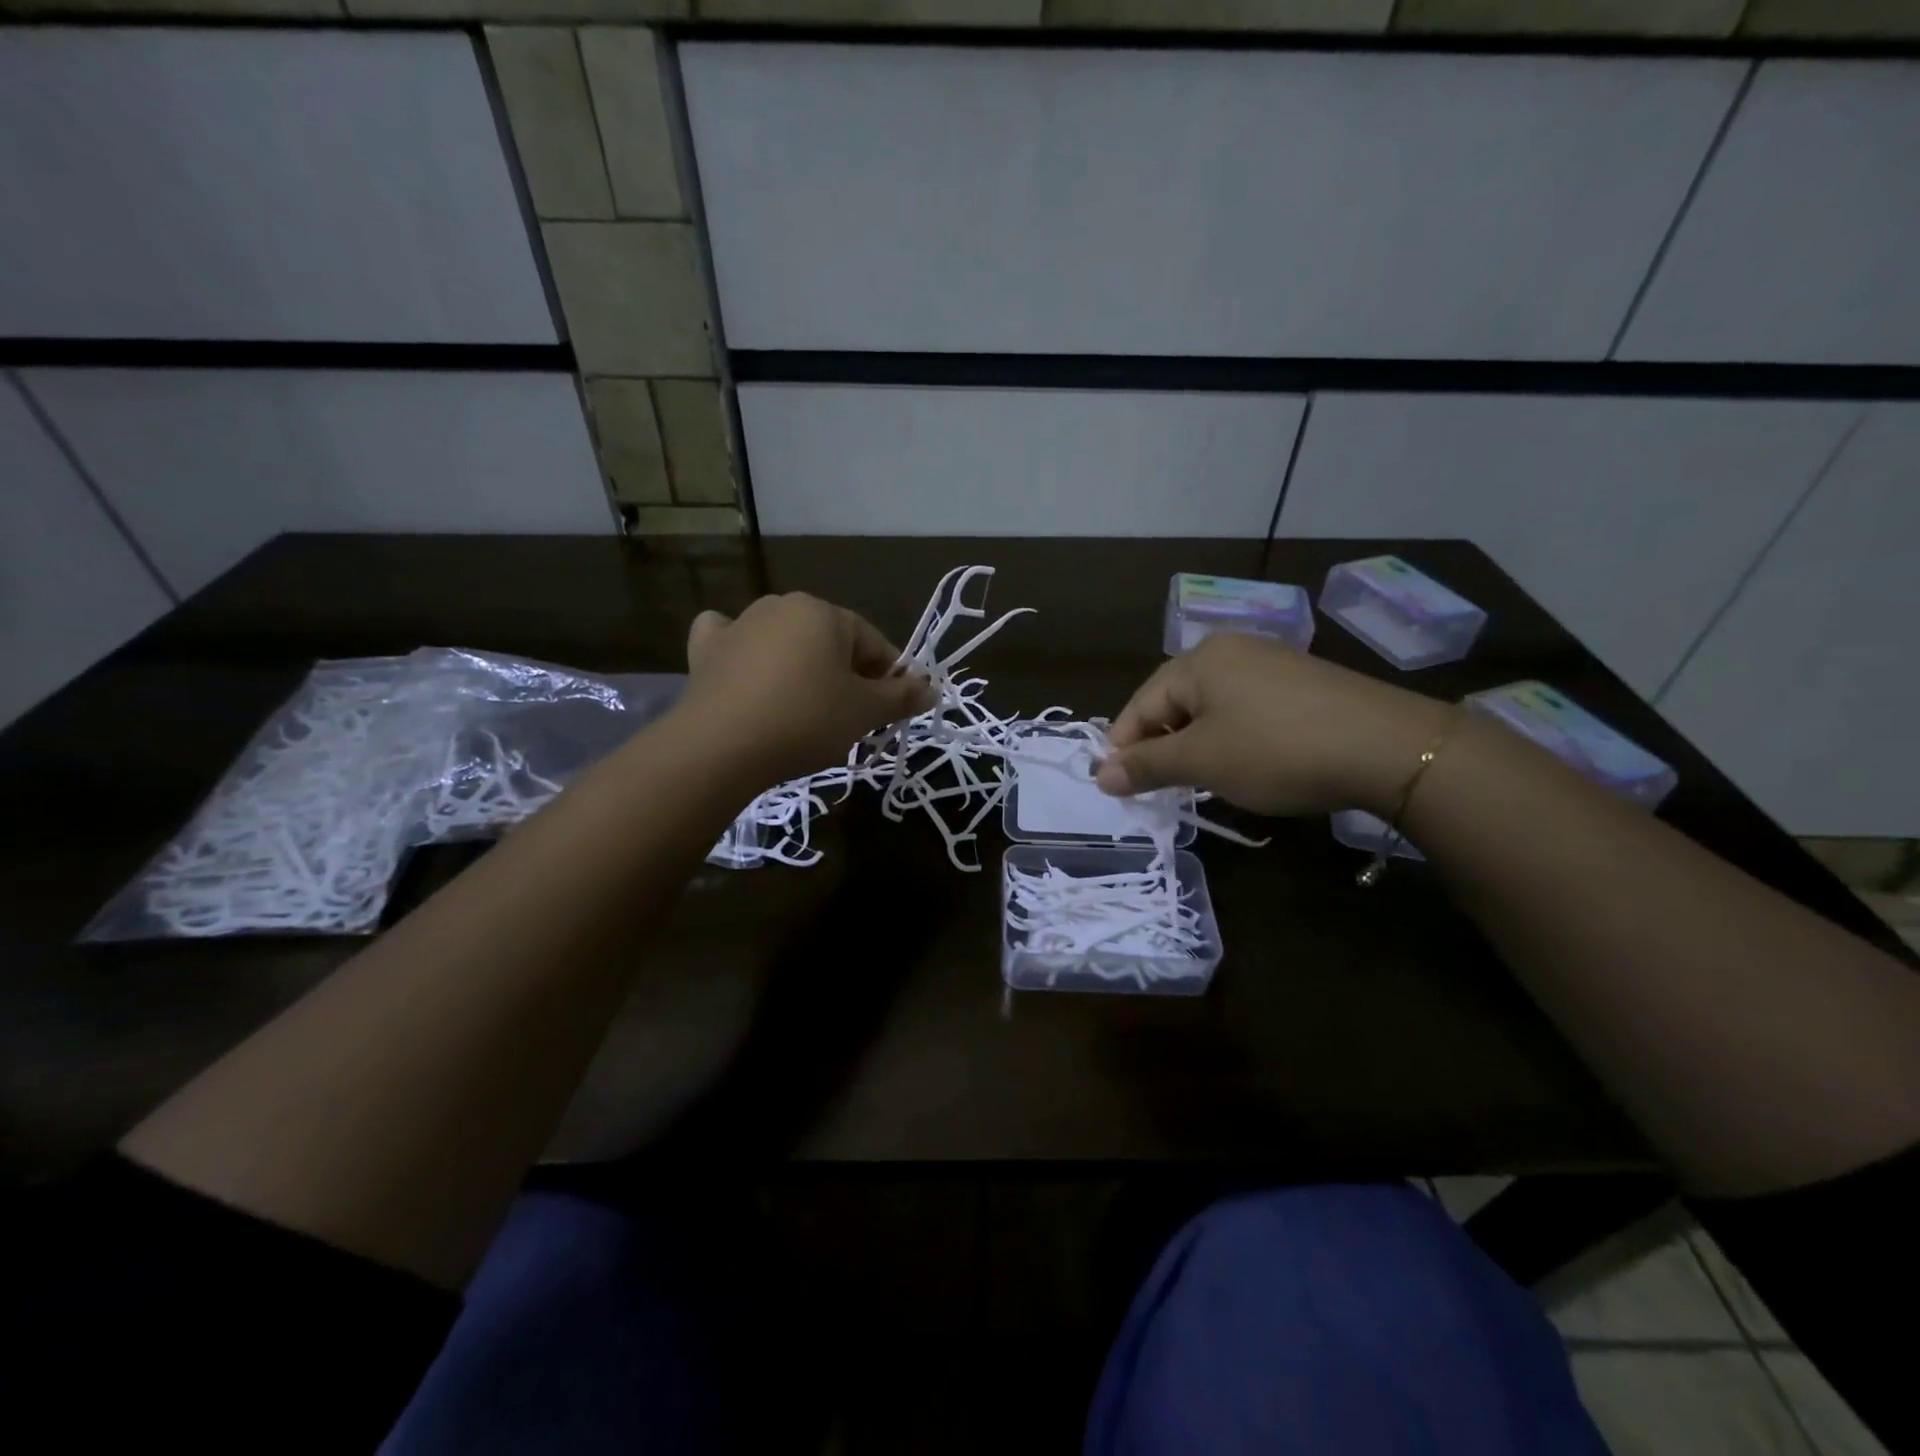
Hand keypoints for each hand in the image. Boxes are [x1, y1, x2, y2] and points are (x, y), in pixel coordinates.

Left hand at [675, 593, 934, 783]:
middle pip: (830, 643)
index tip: (889, 714)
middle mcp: (782, 606)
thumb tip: (933, 688)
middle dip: (845, 677)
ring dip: (801, 670)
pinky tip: (745, 675)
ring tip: (803, 713)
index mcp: (825, 612)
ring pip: (785, 643)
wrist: (720, 746)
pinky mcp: (706, 651)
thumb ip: (902, 697)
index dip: (889, 680)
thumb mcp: (865, 712)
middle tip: (848, 721)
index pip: (874, 644)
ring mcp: (739, 625)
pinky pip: (732, 643)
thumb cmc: (806, 720)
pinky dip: (743, 656)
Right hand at [1094, 633, 1453, 816]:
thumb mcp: (1202, 762)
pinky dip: (1231, 738)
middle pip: (1174, 703)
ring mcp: (1270, 663)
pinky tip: (1244, 764)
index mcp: (1198, 660)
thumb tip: (1100, 776)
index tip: (1117, 789)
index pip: (1140, 706)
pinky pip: (1245, 709)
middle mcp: (1230, 650)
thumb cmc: (1276, 750)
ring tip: (1199, 782)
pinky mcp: (1300, 682)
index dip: (1123, 749)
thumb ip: (1147, 767)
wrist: (1389, 747)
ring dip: (1195, 746)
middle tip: (1159, 789)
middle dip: (1161, 747)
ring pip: (1210, 708)